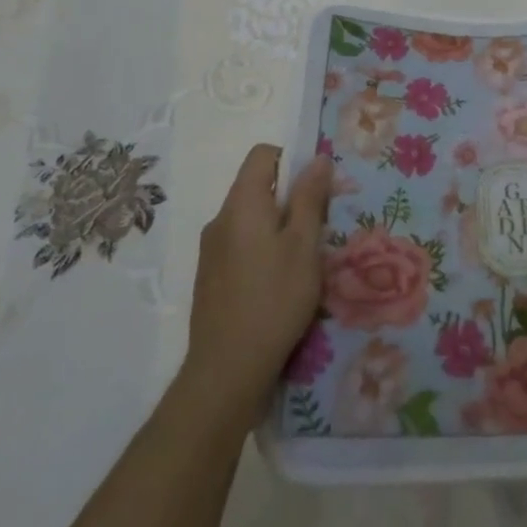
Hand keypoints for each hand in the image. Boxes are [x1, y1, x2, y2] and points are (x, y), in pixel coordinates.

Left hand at [180, 143, 332, 413]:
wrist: (226, 372)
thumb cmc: (274, 300)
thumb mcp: (304, 245)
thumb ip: (310, 198)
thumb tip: (316, 158)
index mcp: (241, 203)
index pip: (262, 154)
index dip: (291, 160)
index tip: (314, 190)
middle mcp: (220, 219)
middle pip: (256, 186)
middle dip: (289, 198)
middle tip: (317, 229)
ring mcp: (210, 251)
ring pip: (250, 219)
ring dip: (277, 227)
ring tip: (301, 261)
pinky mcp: (210, 278)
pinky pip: (240, 245)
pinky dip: (262, 250)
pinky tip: (278, 285)